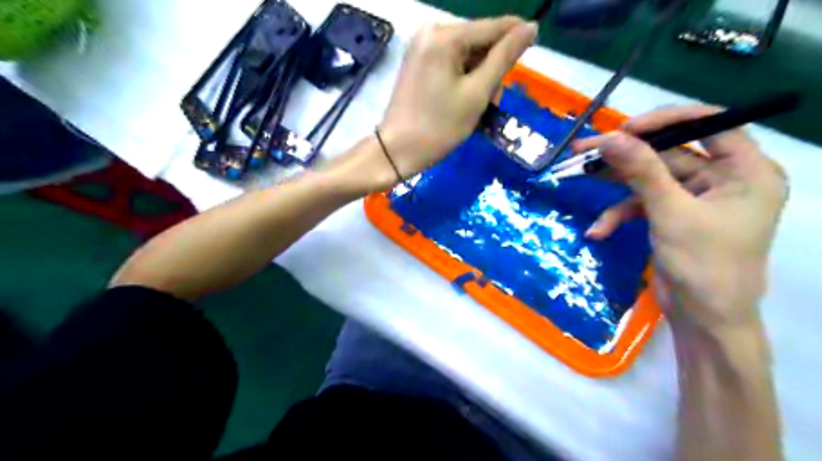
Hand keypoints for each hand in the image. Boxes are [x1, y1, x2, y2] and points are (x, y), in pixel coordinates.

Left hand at [330, 17, 535, 189]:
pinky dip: (463, 80)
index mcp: (445, 36)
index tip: (529, 61)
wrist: (397, 151)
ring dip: (479, 78)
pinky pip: (451, 63)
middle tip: (491, 102)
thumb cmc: (438, 127)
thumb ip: (504, 58)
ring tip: (477, 108)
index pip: (493, 27)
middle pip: (479, 41)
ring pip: (466, 54)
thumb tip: (530, 27)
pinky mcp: (417, 62)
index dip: (516, 41)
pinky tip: (462, 101)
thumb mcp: (477, 94)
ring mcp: (421, 47)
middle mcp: (431, 31)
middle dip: (491, 69)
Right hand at [573, 106, 785, 333]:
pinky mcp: (674, 215)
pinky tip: (600, 231)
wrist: (702, 319)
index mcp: (745, 171)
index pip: (710, 124)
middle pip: (669, 152)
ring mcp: (695, 198)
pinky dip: (620, 214)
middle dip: (626, 156)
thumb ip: (641, 171)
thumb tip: (610, 138)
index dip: (666, 120)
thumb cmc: (703, 266)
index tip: (624, 129)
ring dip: (616, 185)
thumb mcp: (671, 213)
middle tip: (586, 150)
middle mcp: (723, 179)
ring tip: (581, 176)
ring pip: (650, 178)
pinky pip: (643, 203)